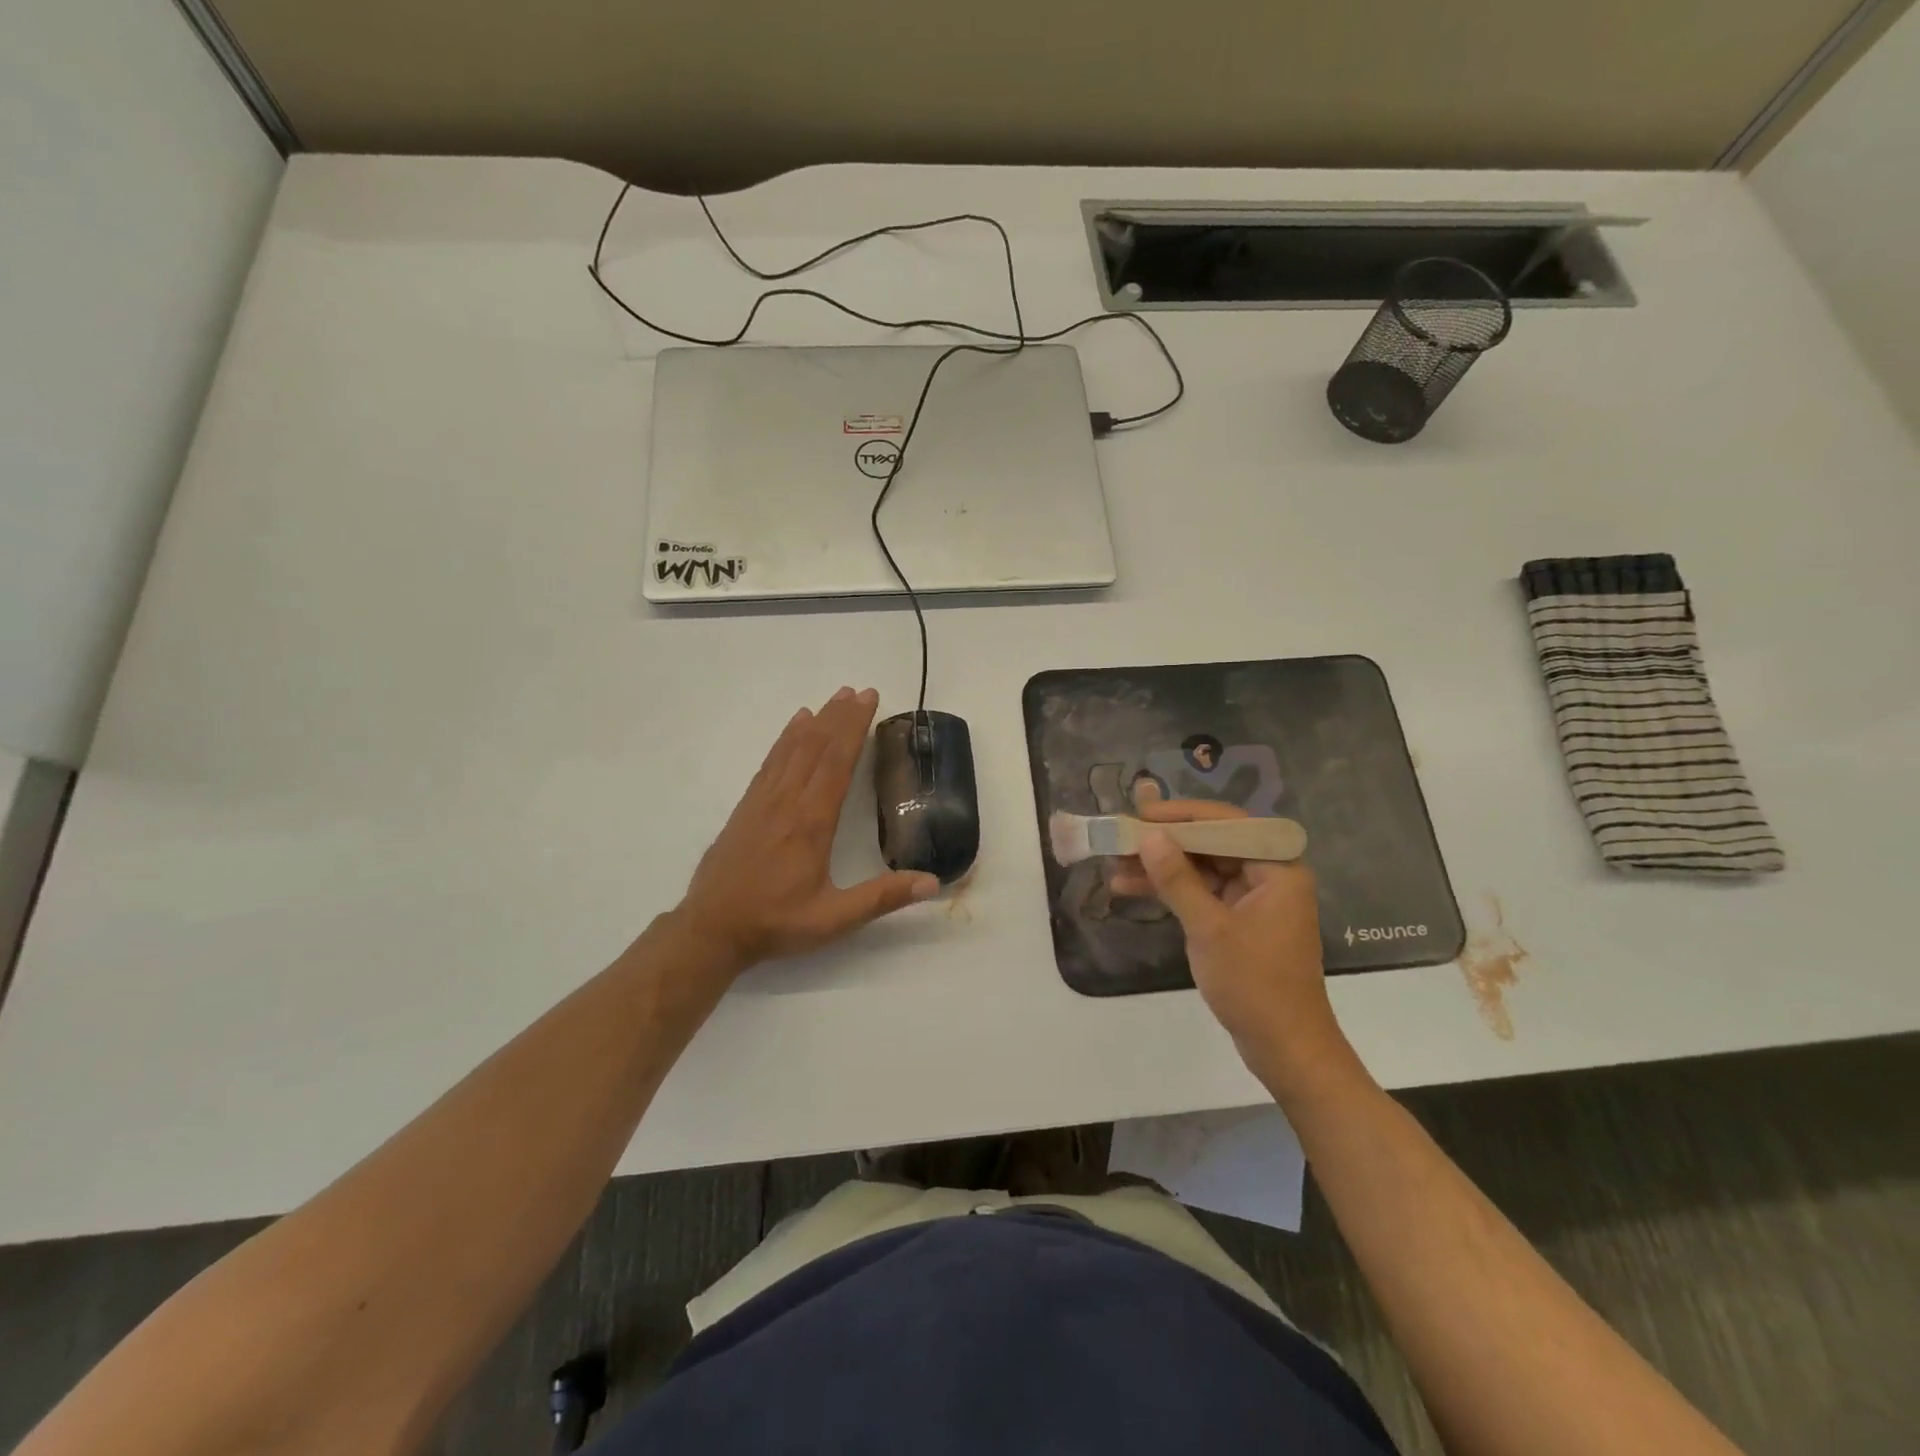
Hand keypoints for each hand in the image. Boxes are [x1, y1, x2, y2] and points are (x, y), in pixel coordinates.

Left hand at [674, 687, 939, 975]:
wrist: (711, 929)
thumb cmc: (776, 923)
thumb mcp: (834, 919)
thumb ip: (882, 898)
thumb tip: (933, 882)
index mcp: (811, 823)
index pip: (836, 763)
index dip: (853, 728)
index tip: (869, 700)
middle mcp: (787, 802)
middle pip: (816, 747)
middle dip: (839, 716)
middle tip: (859, 690)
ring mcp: (763, 801)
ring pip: (792, 750)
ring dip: (815, 721)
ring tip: (834, 698)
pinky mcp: (747, 807)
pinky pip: (770, 762)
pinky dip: (786, 738)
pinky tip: (795, 726)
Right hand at [1108, 795, 1351, 1089]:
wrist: (1285, 1048)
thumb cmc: (1254, 985)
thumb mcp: (1209, 928)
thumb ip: (1177, 879)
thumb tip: (1148, 836)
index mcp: (1277, 867)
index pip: (1227, 823)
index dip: (1181, 815)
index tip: (1140, 814)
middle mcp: (1269, 874)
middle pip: (1211, 843)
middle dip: (1165, 842)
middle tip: (1121, 838)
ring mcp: (1254, 897)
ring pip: (1202, 867)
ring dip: (1161, 867)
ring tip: (1114, 866)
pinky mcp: (1239, 918)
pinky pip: (1202, 891)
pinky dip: (1171, 890)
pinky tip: (1132, 888)